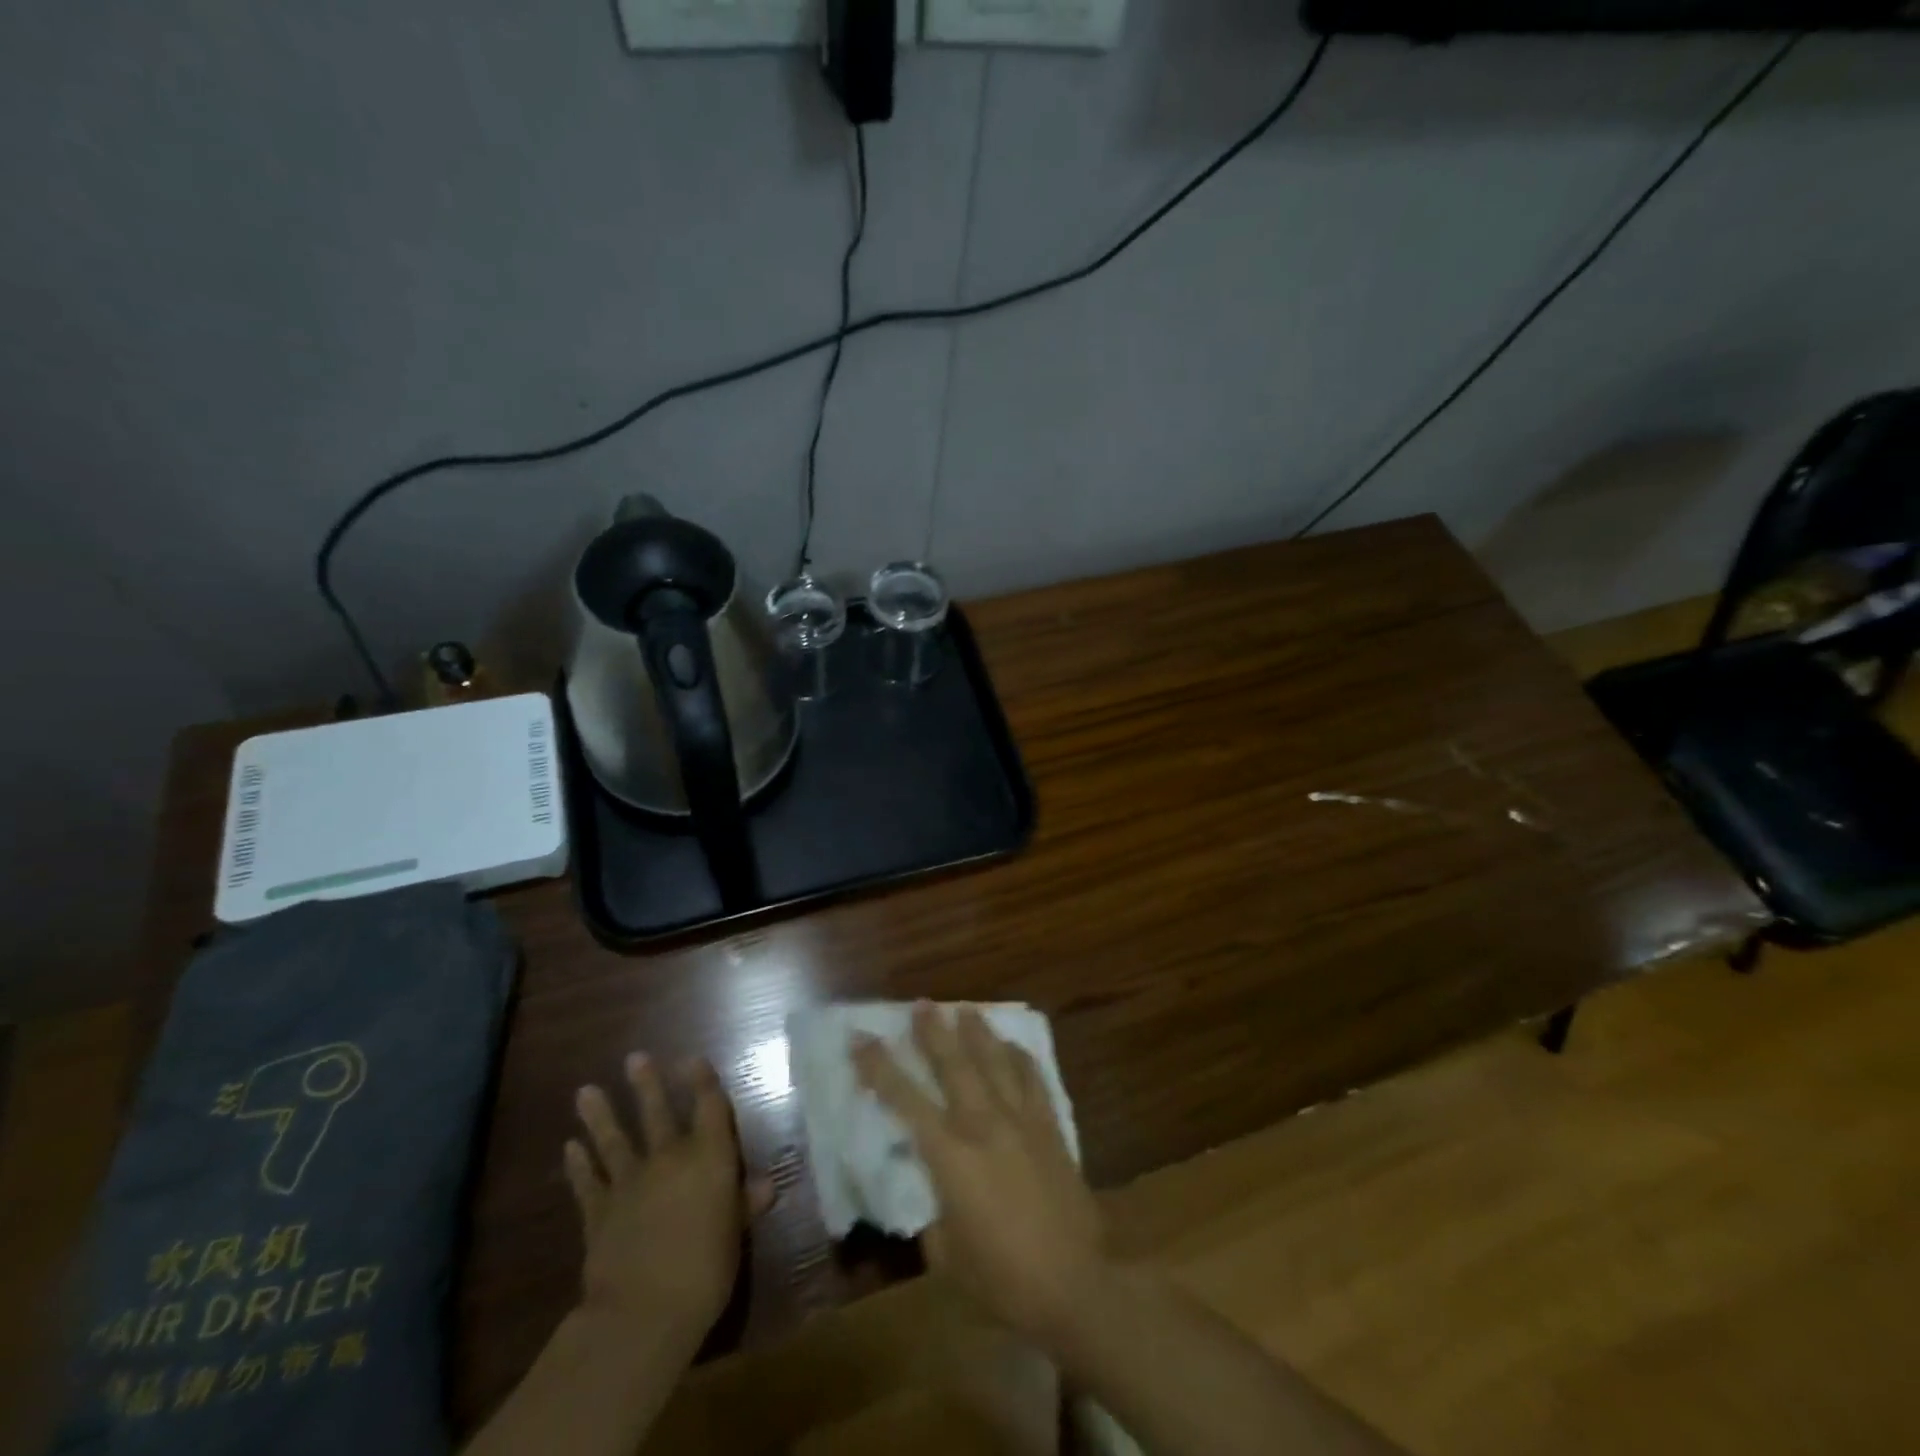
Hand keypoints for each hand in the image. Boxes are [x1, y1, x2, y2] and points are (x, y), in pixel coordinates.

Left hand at [564, 1053, 773, 1341]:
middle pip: (658, 1113)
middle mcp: (670, 1158)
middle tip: (634, 1057)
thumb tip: (765, 1184)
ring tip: (586, 1090)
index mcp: (709, 1158)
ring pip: (615, 1140)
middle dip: (648, 1085)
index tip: (692, 1058)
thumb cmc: (705, 1270)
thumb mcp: (734, 1237)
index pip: (709, 1108)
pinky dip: (578, 1164)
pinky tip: (570, 1147)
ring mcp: (630, 1183)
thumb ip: (744, 1205)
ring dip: (601, 1115)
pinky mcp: (598, 1212)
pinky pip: (588, 1182)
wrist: (642, 1312)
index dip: (702, 1081)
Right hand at [853, 1004, 1105, 1343]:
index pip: (905, 1099)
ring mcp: (1021, 1121)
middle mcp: (983, 1124)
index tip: (861, 1037)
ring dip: (977, 1033)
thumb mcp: (947, 1256)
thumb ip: (935, 1214)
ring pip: (995, 1063)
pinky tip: (1013, 1045)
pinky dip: (1020, 1058)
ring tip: (965, 1009)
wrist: (1075, 1285)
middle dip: (933, 1032)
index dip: (879, 1066)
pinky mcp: (1051, 1128)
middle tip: (922, 1004)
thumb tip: (935, 1191)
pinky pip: (1033, 1080)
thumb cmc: (1002, 1279)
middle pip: (953, 1065)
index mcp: (950, 1156)